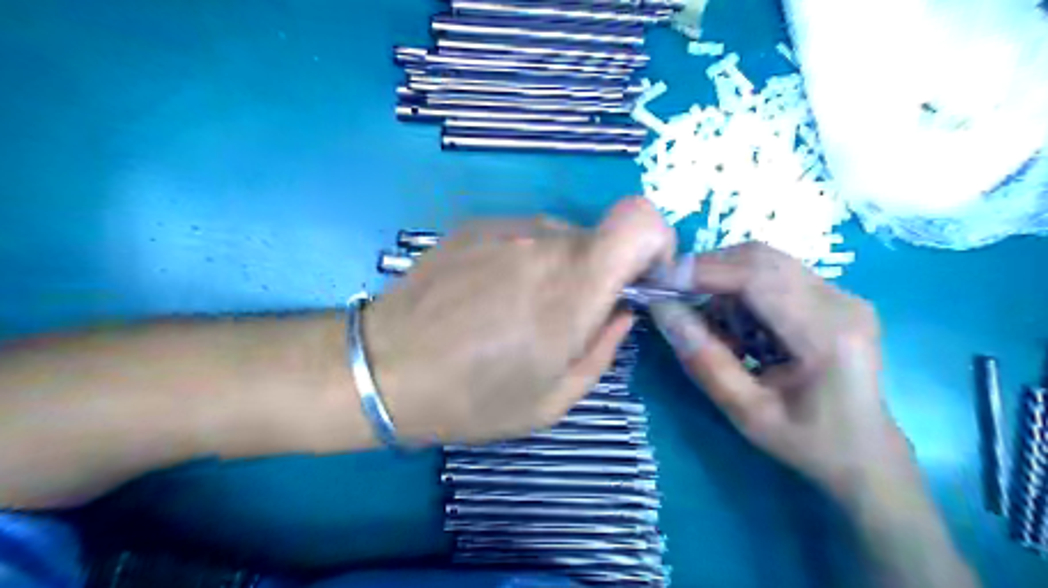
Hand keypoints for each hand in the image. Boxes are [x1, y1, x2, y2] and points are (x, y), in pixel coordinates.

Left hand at [364, 196, 671, 444]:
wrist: (383, 368)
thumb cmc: (473, 397)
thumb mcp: (554, 399)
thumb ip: (603, 349)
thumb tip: (620, 312)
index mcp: (573, 286)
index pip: (640, 220)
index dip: (655, 242)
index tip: (640, 279)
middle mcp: (543, 242)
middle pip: (599, 236)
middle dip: (600, 272)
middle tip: (567, 316)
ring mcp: (504, 228)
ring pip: (560, 237)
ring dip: (559, 268)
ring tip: (519, 310)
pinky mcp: (473, 226)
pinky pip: (521, 236)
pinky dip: (523, 260)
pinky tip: (489, 295)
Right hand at [653, 243, 914, 500]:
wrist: (866, 454)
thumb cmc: (807, 442)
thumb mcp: (746, 413)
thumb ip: (704, 359)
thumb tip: (662, 309)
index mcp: (827, 335)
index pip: (757, 277)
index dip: (702, 272)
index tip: (659, 283)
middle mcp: (841, 301)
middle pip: (760, 257)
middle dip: (708, 270)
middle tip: (674, 297)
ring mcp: (841, 294)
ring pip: (764, 260)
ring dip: (723, 281)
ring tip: (710, 324)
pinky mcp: (833, 295)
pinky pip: (774, 273)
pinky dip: (741, 290)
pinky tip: (736, 326)